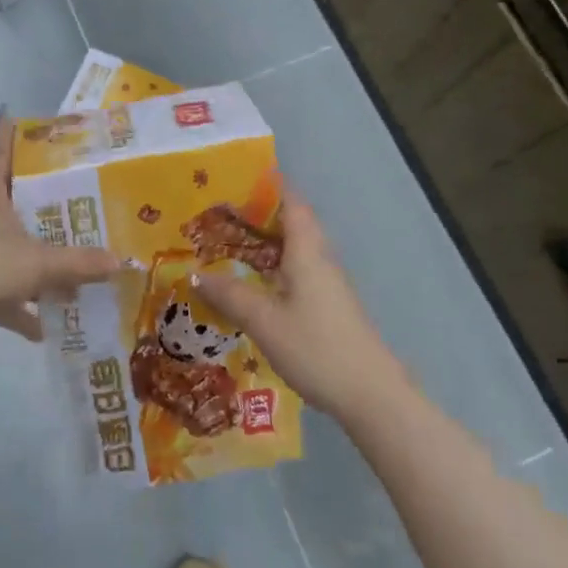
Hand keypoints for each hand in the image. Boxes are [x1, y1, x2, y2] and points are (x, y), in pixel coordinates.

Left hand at [0, 110, 118, 345]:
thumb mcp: (39, 263)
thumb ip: (79, 264)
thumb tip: (119, 263)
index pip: (0, 159)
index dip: (6, 138)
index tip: (9, 116)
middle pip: (11, 207)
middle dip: (37, 207)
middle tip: (68, 200)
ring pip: (11, 255)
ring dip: (35, 267)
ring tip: (68, 277)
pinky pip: (2, 296)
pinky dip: (21, 311)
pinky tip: (44, 329)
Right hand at [192, 189, 404, 420]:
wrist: (372, 396)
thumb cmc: (317, 348)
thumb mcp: (265, 321)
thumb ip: (230, 296)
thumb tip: (196, 273)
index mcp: (307, 251)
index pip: (291, 202)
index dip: (270, 183)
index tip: (240, 172)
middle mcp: (319, 259)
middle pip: (291, 222)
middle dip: (259, 211)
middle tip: (220, 208)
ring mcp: (327, 283)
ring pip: (293, 248)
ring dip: (265, 239)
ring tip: (227, 240)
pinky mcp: (328, 305)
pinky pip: (296, 270)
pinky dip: (272, 264)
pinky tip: (251, 281)